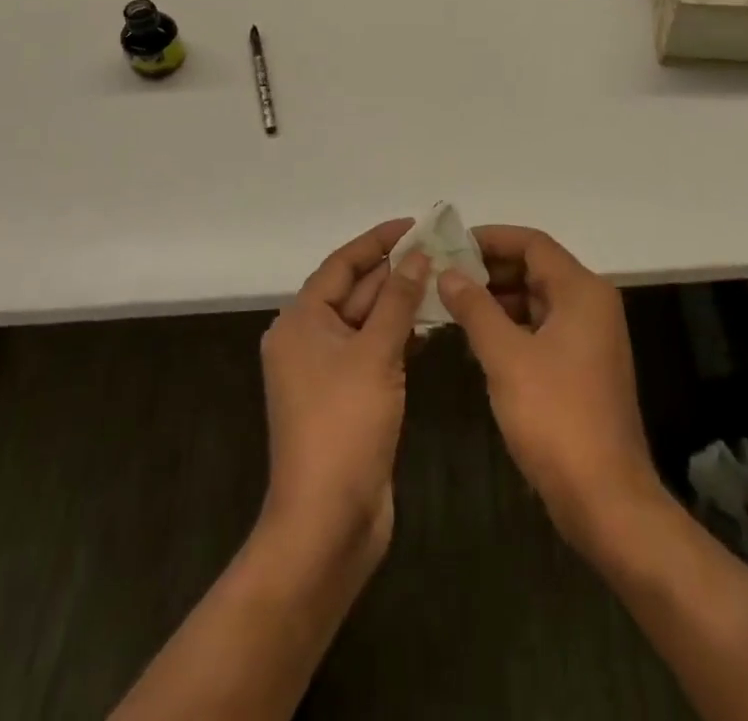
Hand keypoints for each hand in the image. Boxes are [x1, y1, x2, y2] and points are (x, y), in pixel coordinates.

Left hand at [259, 219, 427, 574]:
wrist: (327, 523)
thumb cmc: (344, 426)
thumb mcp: (374, 354)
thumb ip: (398, 301)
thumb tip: (418, 256)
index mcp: (301, 322)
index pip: (341, 265)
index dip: (377, 241)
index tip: (414, 224)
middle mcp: (309, 340)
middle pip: (355, 291)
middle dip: (396, 271)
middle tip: (442, 250)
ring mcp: (329, 372)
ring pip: (369, 322)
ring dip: (402, 303)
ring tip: (446, 279)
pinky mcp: (349, 397)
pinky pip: (375, 351)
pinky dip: (401, 335)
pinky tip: (434, 326)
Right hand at [437, 226, 665, 554]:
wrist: (605, 497)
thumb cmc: (555, 416)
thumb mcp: (506, 357)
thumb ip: (475, 309)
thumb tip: (448, 273)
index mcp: (582, 291)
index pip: (533, 243)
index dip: (491, 238)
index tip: (451, 244)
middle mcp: (591, 304)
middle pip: (537, 268)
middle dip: (491, 269)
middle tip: (444, 274)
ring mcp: (590, 337)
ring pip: (538, 299)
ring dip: (498, 298)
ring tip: (452, 304)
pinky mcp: (583, 366)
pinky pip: (543, 328)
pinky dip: (512, 325)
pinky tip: (478, 338)